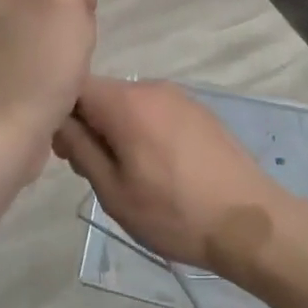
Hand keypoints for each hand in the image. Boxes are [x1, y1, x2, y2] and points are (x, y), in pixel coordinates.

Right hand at [53, 77, 290, 270]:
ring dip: (118, 130)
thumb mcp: (114, 191)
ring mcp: (180, 96)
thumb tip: (58, 121)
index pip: (75, 86)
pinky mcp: (199, 110)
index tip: (65, 151)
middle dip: (90, 125)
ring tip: (129, 175)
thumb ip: (80, 149)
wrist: (249, 222)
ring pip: (129, 104)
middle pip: (103, 94)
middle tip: (94, 172)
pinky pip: (156, 111)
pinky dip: (144, 130)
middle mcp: (152, 86)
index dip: (61, 114)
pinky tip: (158, 167)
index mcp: (127, 102)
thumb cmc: (174, 212)